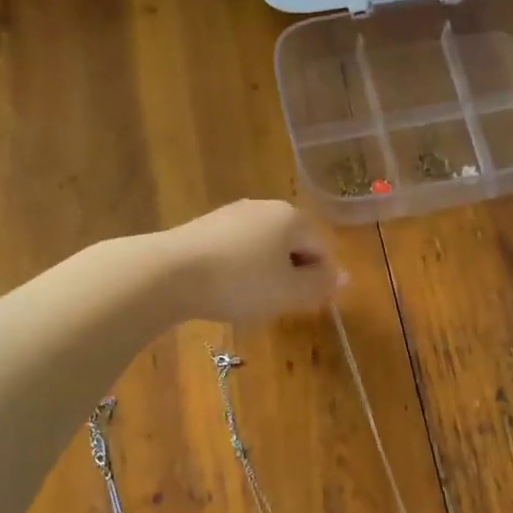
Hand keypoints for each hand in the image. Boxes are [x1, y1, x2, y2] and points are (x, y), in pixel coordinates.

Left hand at [164, 200, 343, 323]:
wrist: (168, 273)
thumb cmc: (240, 282)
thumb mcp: (289, 291)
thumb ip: (320, 284)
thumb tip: (344, 276)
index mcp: (292, 217)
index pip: (322, 248)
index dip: (319, 279)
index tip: (304, 305)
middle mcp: (264, 207)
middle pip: (293, 243)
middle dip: (292, 274)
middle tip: (279, 304)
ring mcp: (231, 214)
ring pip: (263, 247)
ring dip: (265, 273)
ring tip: (250, 300)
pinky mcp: (204, 226)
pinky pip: (236, 249)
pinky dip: (239, 269)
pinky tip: (225, 289)